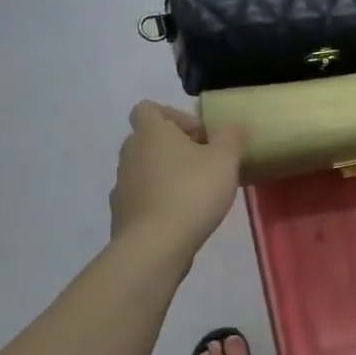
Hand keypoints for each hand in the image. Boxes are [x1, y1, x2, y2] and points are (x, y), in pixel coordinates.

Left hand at [109, 101, 246, 254]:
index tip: (200, 135)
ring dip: (167, 175)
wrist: (155, 245)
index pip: (148, 109)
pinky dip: (158, 201)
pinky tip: (180, 216)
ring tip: (196, 193)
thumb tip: (233, 127)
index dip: (174, 116)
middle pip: (148, 140)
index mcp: (150, 132)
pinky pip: (142, 198)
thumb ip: (231, 138)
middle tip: (204, 164)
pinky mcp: (122, 214)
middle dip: (175, 148)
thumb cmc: (192, 191)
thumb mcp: (225, 160)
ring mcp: (121, 185)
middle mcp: (130, 153)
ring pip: (145, 169)